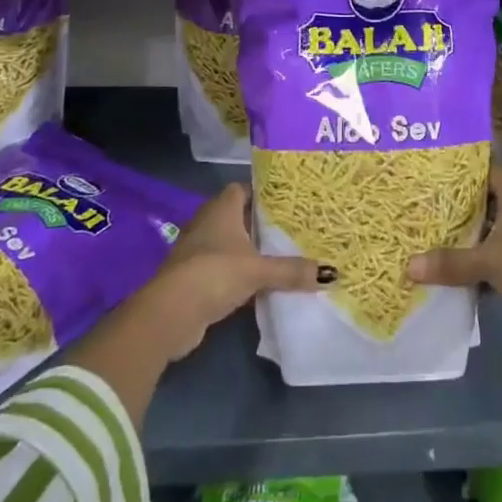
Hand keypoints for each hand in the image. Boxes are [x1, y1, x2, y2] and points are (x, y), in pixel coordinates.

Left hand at [143, 183, 333, 360]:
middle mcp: (207, 223)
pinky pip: (223, 268)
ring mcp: (198, 250)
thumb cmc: (215, 273)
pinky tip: (260, 285)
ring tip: (282, 255)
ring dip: (250, 251)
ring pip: (231, 244)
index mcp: (221, 208)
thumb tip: (331, 273)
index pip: (243, 188)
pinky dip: (239, 274)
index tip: (288, 201)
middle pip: (238, 216)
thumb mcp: (258, 270)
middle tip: (292, 228)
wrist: (171, 313)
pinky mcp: (194, 277)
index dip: (263, 192)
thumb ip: (291, 270)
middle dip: (261, 223)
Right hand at [407, 168, 501, 324]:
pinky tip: (460, 270)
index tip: (435, 174)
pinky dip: (483, 259)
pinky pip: (501, 252)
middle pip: (487, 199)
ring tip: (436, 236)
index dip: (463, 170)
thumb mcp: (488, 261)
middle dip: (460, 205)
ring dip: (471, 235)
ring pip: (494, 228)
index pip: (487, 169)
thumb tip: (408, 267)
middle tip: (427, 206)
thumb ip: (450, 263)